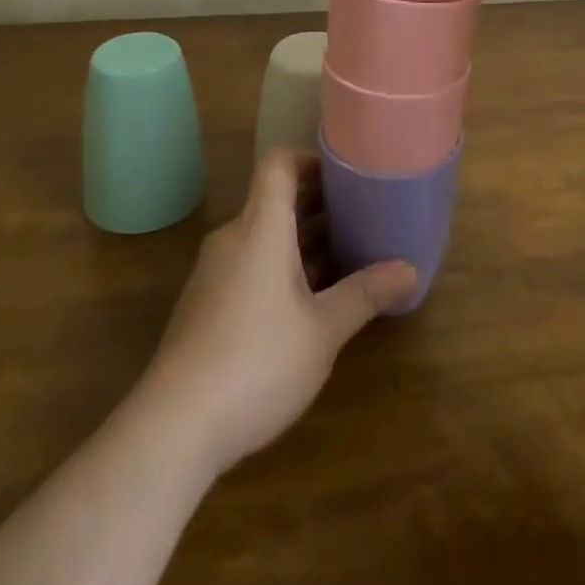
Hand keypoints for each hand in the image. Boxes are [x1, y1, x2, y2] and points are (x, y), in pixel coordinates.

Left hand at [137, 150, 416, 476]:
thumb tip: (410, 269)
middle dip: (317, 202)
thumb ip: (365, 294)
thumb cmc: (257, 362)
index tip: (345, 174)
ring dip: (301, 238)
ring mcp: (214, 272)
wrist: (174, 426)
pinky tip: (308, 299)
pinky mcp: (205, 304)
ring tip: (344, 253)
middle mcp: (233, 238)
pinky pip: (248, 262)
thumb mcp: (323, 331)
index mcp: (261, 228)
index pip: (278, 164)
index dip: (310, 158)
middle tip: (359, 213)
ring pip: (263, 234)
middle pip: (274, 198)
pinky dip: (280, 264)